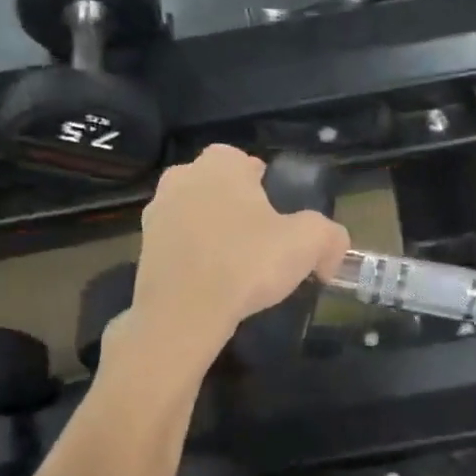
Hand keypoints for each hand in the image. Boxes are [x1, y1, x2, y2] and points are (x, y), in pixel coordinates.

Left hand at [121, 145, 349, 371]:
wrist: (182, 313)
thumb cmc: (247, 263)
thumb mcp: (309, 242)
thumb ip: (330, 236)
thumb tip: (331, 251)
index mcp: (220, 164)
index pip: (246, 162)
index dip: (266, 186)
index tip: (280, 217)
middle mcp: (182, 177)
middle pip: (220, 187)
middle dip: (239, 208)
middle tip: (263, 242)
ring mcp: (157, 213)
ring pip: (197, 214)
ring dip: (215, 232)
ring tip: (237, 266)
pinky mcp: (143, 248)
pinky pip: (180, 244)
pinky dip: (195, 257)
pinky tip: (213, 283)